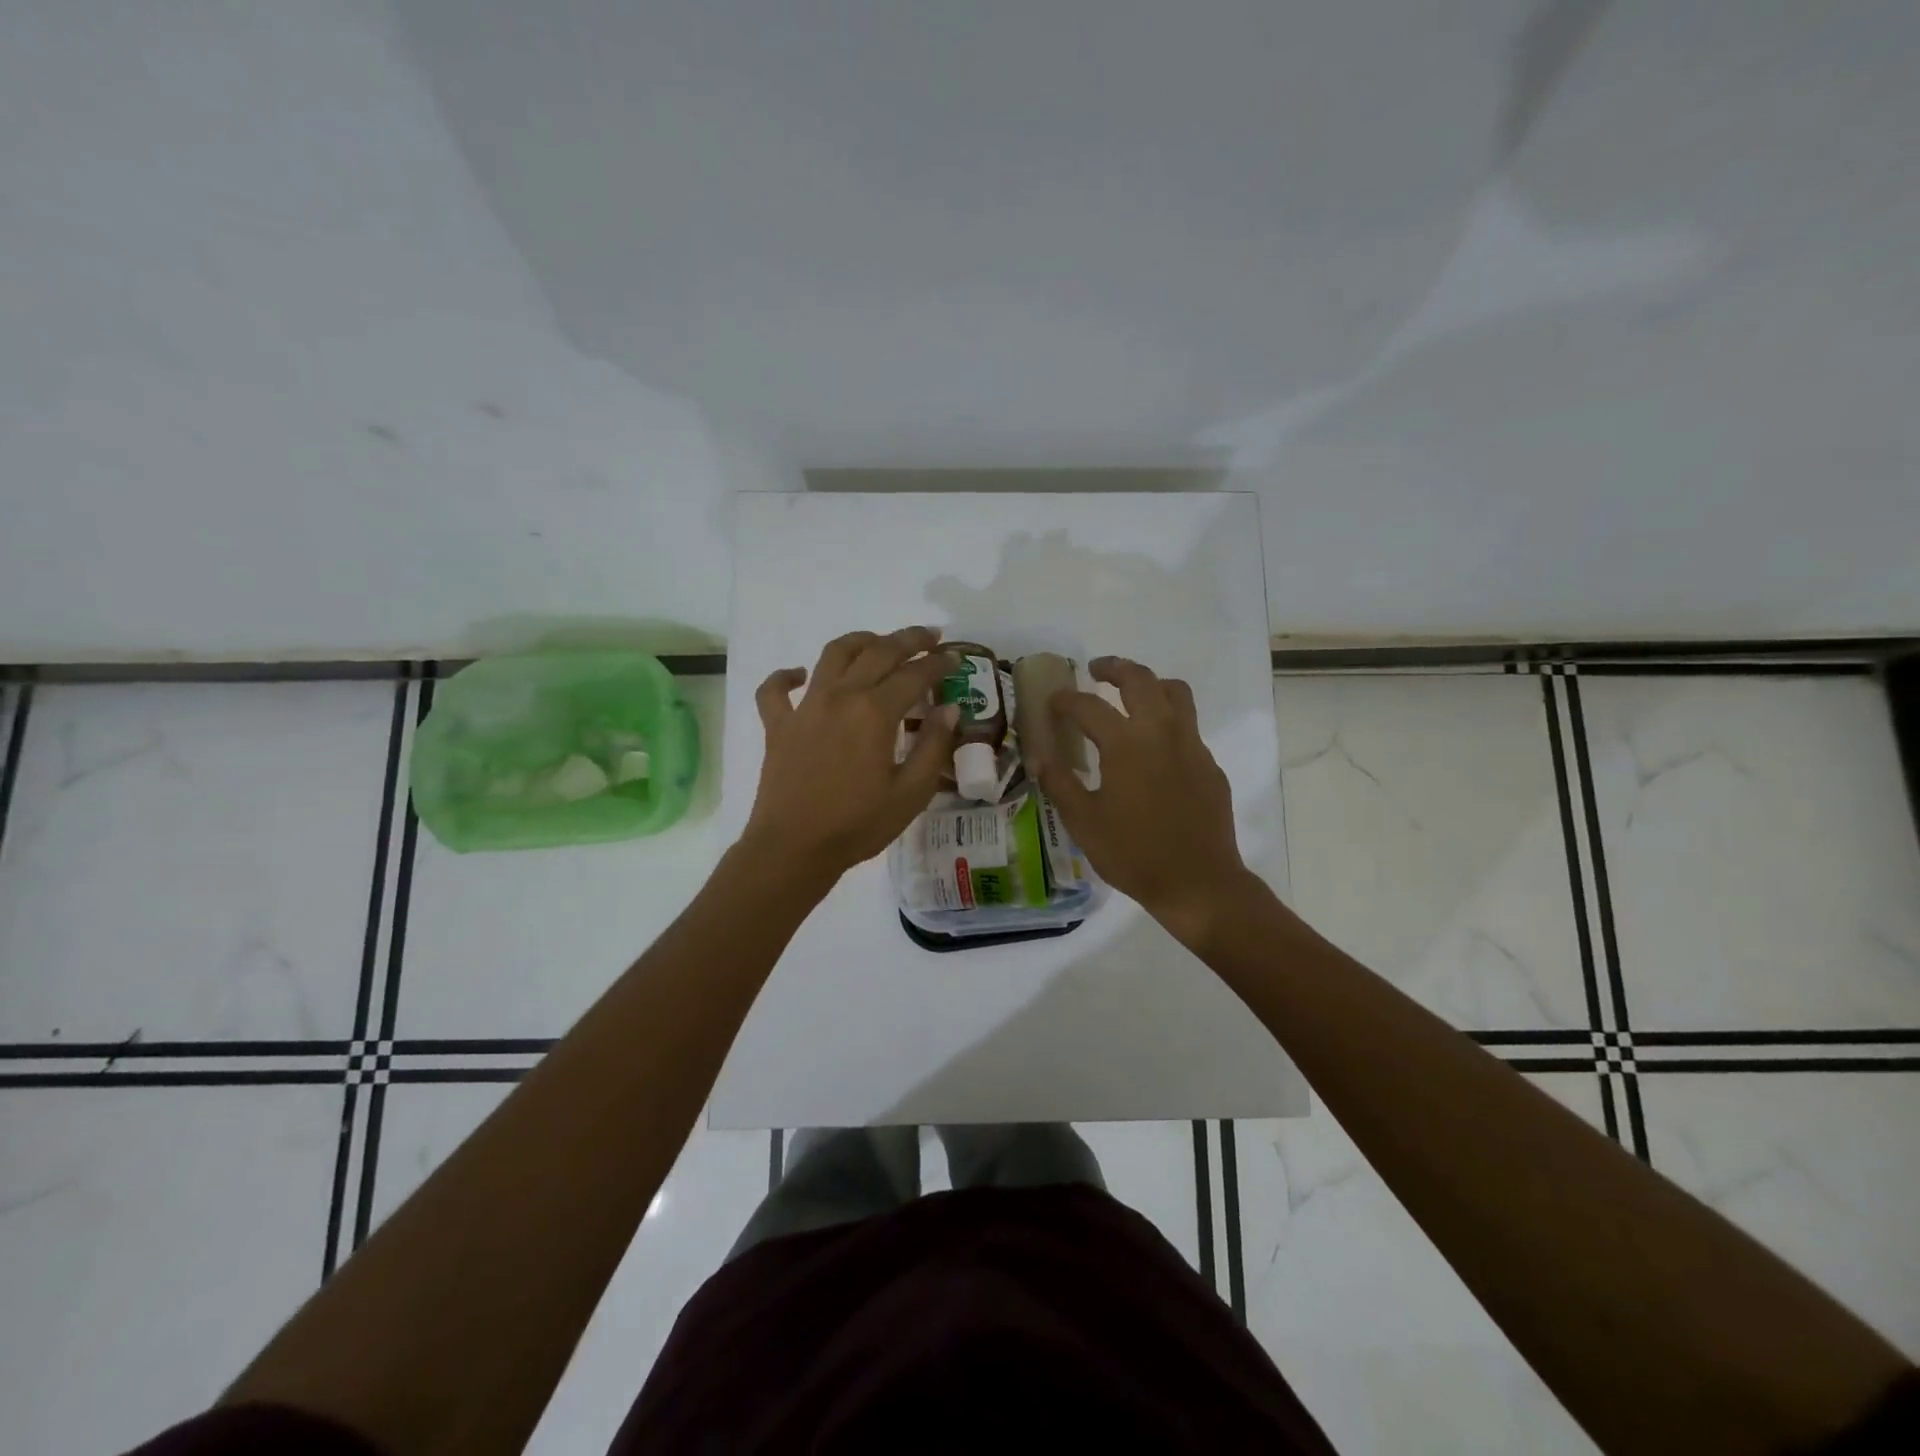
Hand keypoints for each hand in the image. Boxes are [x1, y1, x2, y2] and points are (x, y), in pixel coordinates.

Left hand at [741, 627, 958, 883]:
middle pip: (878, 651)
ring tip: (878, 642)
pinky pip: (775, 689)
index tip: (955, 658)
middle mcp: (840, 697)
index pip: (914, 674)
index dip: (939, 664)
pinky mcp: (778, 725)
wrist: (794, 848)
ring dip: (860, 641)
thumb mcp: (911, 793)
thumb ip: (934, 746)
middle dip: (908, 639)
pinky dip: (787, 676)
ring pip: (833, 655)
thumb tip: (949, 708)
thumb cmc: (858, 825)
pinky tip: (800, 674)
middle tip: (929, 637)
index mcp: (875, 712)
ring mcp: (805, 707)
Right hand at [1036, 656, 1253, 947]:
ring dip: (1150, 684)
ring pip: (1175, 693)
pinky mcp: (1209, 765)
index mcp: (1126, 743)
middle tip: (1096, 670)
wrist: (1198, 882)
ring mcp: (1191, 746)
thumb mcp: (1083, 821)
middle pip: (1140, 680)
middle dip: (1115, 667)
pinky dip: (1167, 721)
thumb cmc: (1133, 853)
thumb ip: (1059, 783)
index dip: (1066, 700)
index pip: (1089, 705)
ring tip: (1131, 694)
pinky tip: (1154, 749)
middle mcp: (1162, 732)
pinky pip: (1188, 727)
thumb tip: (1038, 756)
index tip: (1053, 701)